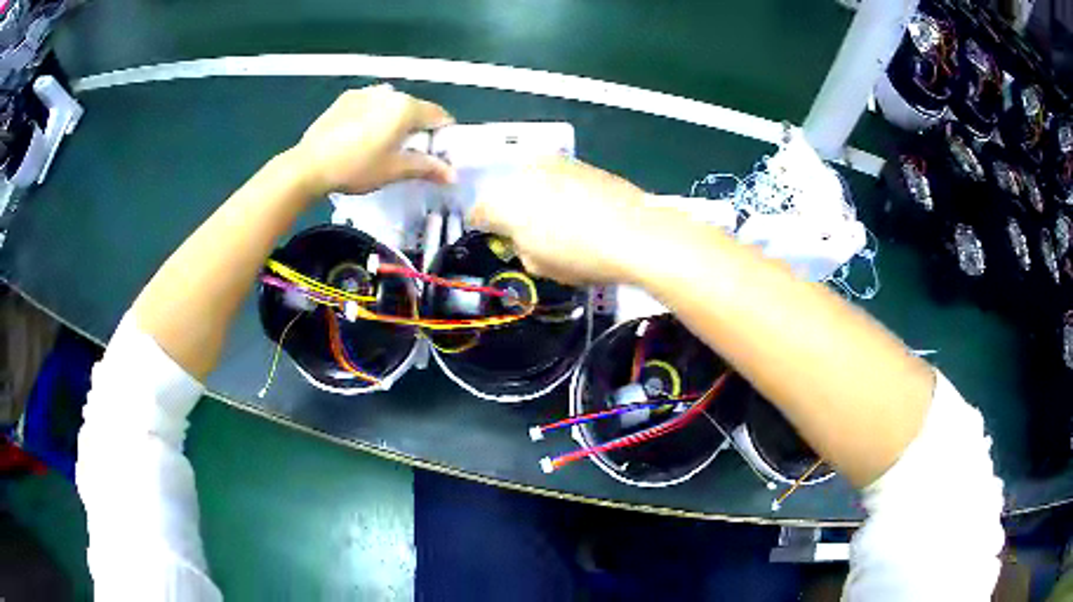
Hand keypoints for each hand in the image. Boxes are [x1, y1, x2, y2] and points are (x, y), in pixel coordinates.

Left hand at [289, 84, 454, 196]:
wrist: (309, 165)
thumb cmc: (356, 168)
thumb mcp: (394, 170)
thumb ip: (427, 168)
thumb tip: (453, 175)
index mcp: (406, 107)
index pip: (439, 116)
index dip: (442, 136)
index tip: (436, 154)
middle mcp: (390, 92)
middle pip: (415, 108)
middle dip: (417, 128)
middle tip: (407, 154)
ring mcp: (366, 92)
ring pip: (391, 105)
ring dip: (394, 120)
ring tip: (380, 145)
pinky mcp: (346, 98)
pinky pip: (370, 104)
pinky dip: (373, 116)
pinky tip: (360, 136)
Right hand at [468, 157, 649, 284]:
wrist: (637, 233)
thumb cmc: (582, 256)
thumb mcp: (539, 265)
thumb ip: (520, 247)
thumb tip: (523, 237)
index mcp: (506, 201)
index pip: (480, 209)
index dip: (483, 224)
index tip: (492, 233)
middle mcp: (525, 173)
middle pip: (505, 188)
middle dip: (511, 206)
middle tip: (525, 227)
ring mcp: (555, 163)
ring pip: (532, 178)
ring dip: (535, 194)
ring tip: (555, 218)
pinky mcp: (582, 163)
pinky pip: (558, 176)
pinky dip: (560, 189)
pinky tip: (578, 207)